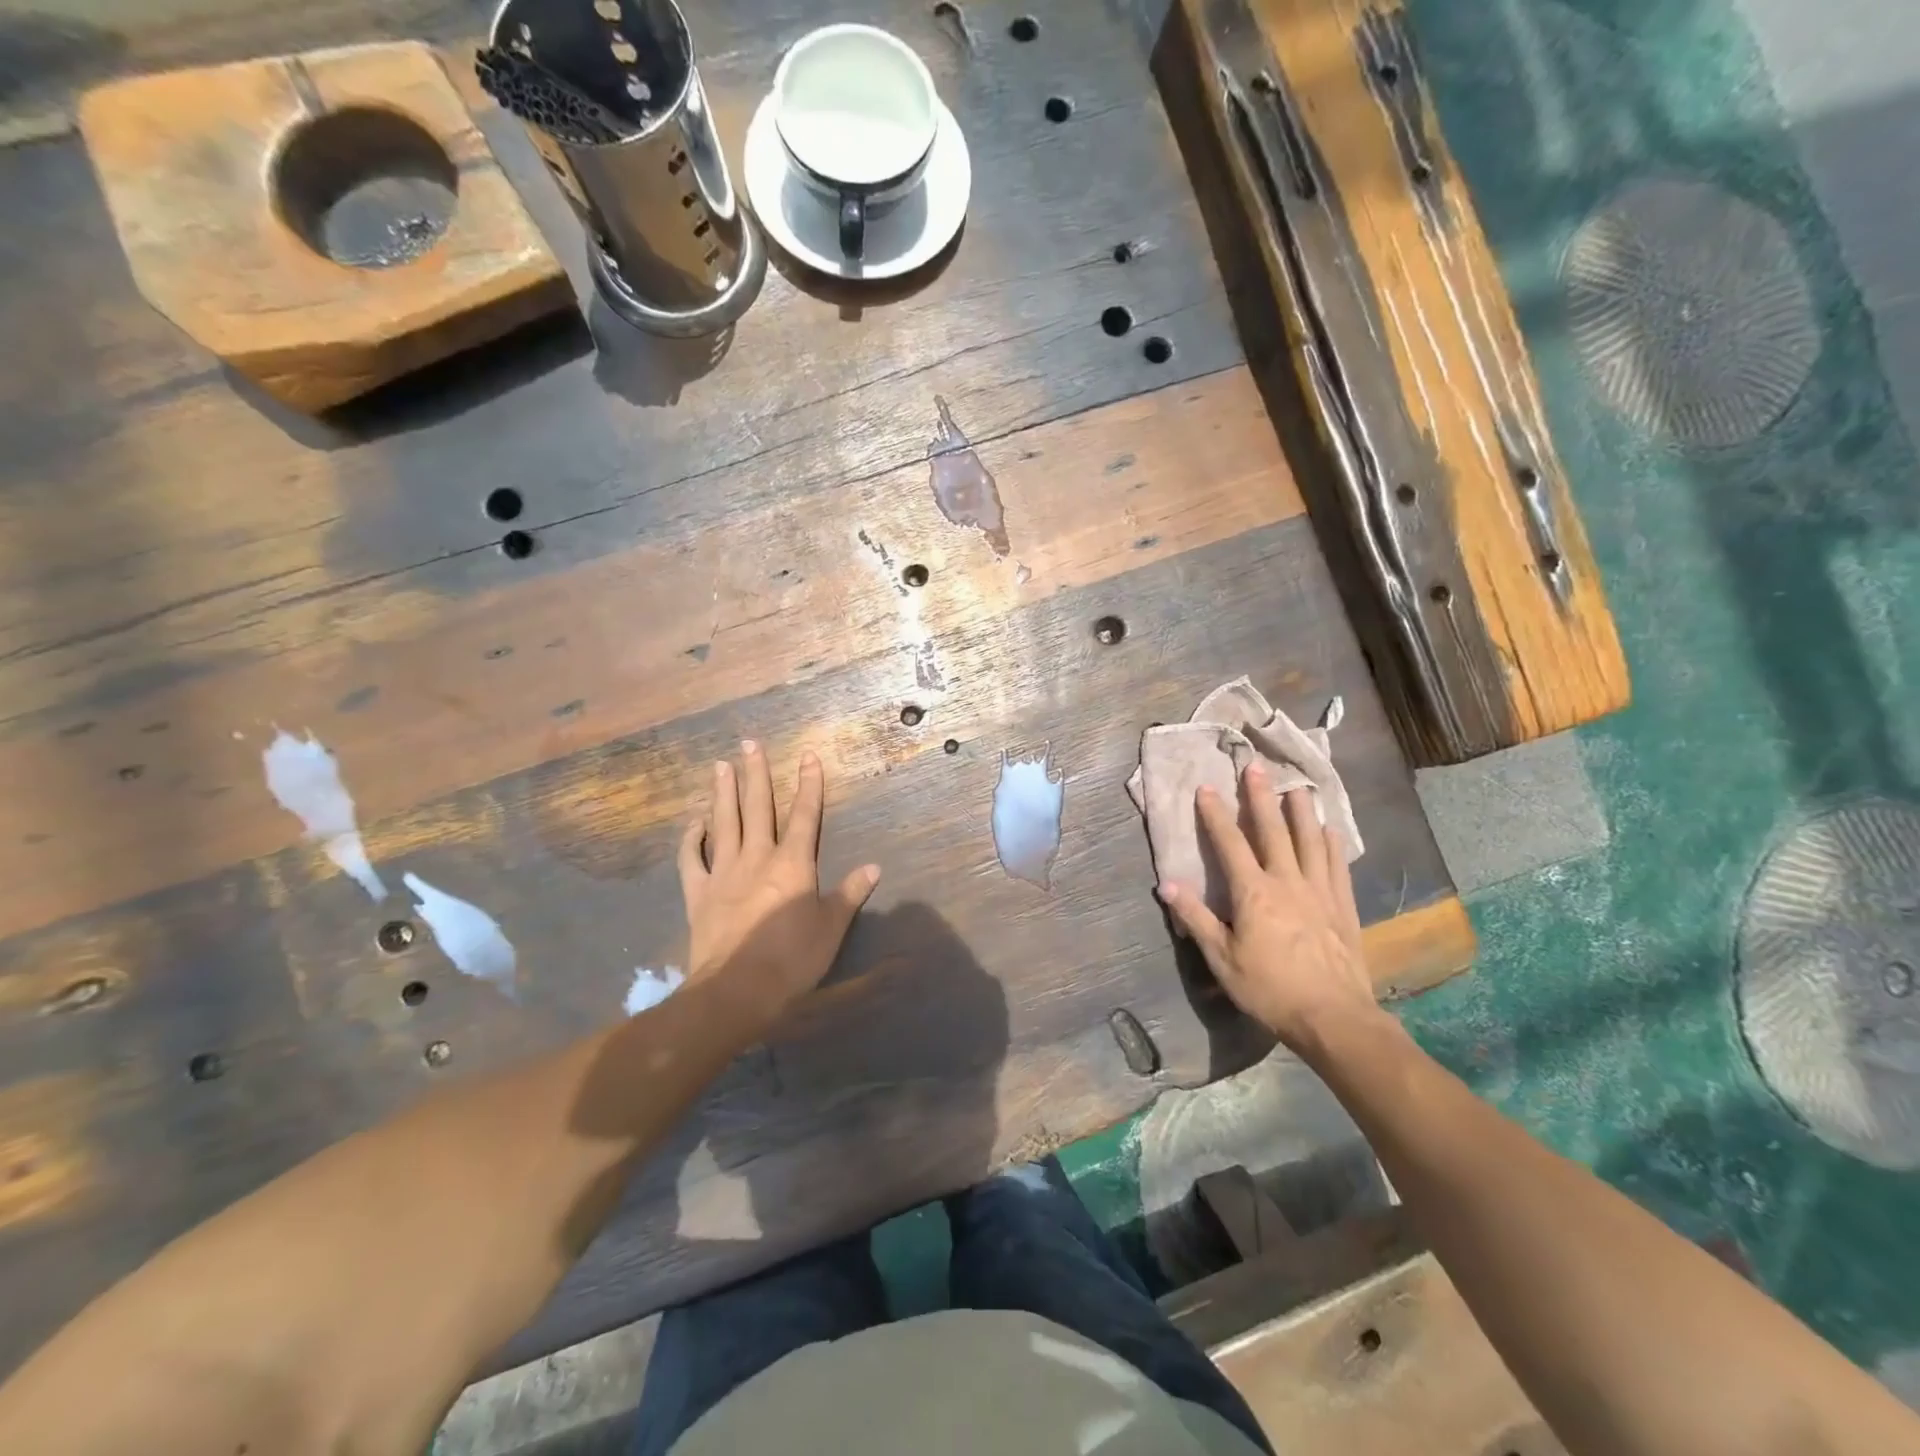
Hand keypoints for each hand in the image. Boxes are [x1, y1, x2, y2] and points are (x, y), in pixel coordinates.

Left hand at [679, 743, 879, 1036]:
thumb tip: (873, 867)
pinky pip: (691, 859)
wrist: (735, 991)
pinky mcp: (698, 894)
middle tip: (750, 743)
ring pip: (723, 823)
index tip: (808, 755)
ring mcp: (723, 873)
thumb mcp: (831, 928)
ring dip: (723, 793)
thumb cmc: (792, 960)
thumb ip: (849, 894)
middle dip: (756, 774)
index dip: (808, 784)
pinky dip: (691, 838)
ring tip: (721, 765)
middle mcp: (757, 858)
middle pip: (757, 807)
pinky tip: (695, 822)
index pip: (804, 815)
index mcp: (792, 863)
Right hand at [1157, 762, 1378, 1053]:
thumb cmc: (1270, 989)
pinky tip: (1331, 830)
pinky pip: (1337, 866)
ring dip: (1302, 812)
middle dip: (1261, 798)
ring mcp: (1320, 891)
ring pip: (1310, 841)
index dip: (1216, 815)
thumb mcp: (1222, 959)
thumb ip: (1195, 918)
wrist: (1334, 1017)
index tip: (1206, 788)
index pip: (1230, 844)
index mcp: (1253, 893)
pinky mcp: (1343, 906)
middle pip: (1272, 831)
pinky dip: (1332, 844)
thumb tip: (1166, 884)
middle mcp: (1287, 882)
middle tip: (1256, 767)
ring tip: (1298, 787)